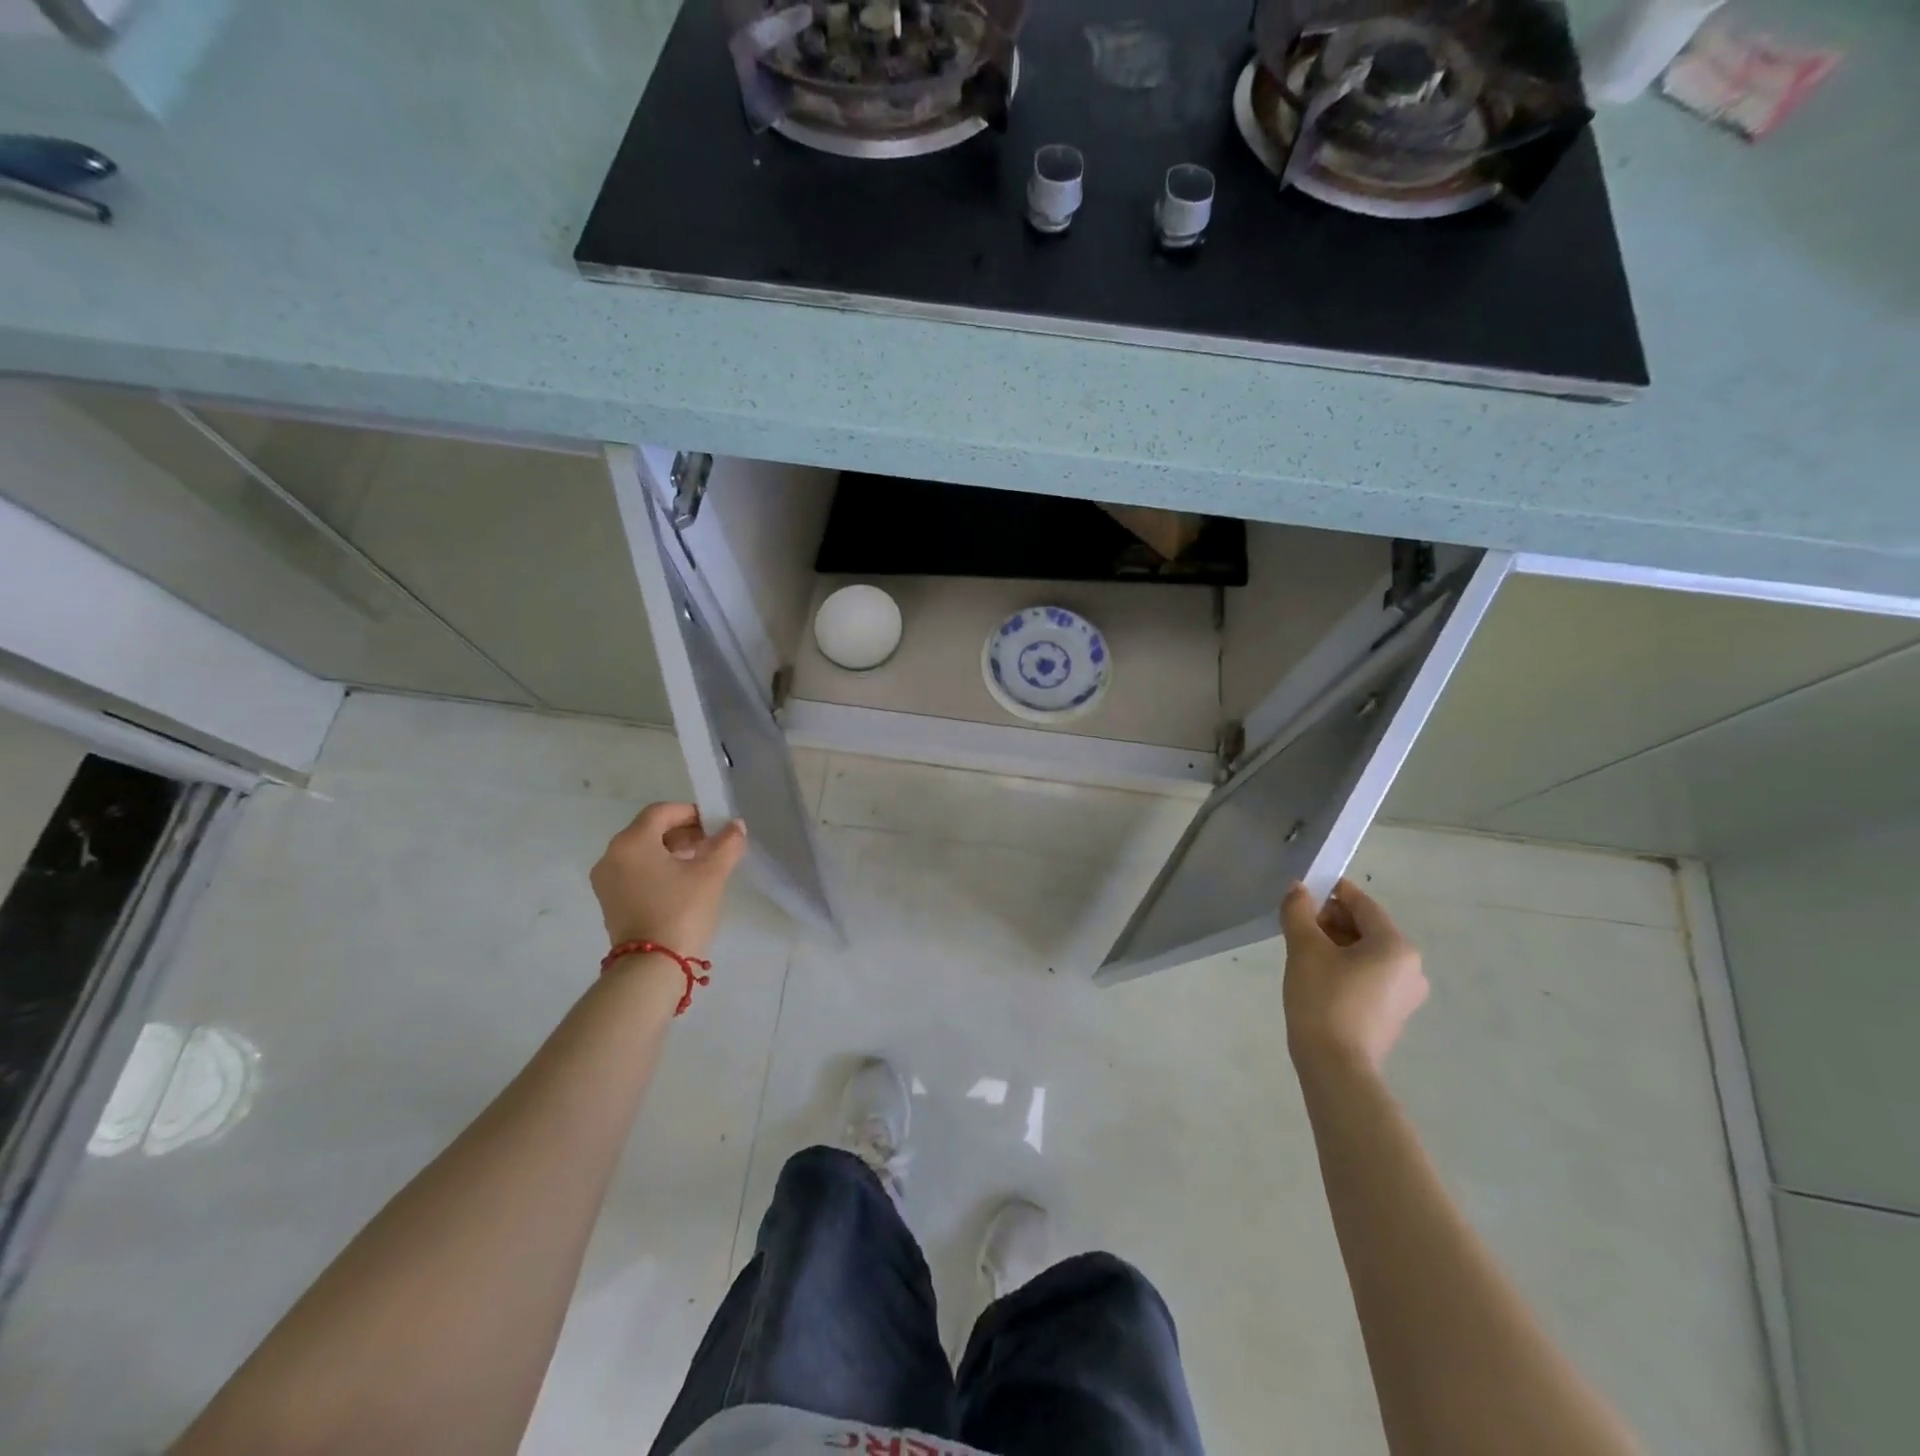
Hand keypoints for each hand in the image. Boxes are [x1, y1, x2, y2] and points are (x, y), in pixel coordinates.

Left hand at [590, 803, 747, 960]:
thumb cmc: (681, 911)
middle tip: (712, 844)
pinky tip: (683, 882)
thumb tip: (736, 826)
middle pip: (650, 830)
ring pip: (643, 852)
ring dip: (672, 851)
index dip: (692, 813)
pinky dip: (658, 868)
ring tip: (702, 863)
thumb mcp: (711, 874)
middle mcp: (611, 856)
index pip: (662, 812)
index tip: (716, 826)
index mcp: (631, 842)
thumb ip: (727, 844)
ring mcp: (606, 881)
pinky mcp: (610, 901)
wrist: (651, 967)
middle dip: (684, 832)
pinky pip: (635, 871)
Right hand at [1281, 877, 1426, 1073]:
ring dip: (1336, 945)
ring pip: (1367, 953)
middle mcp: (1411, 967)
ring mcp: (1405, 994)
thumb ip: (1299, 911)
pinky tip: (1319, 977)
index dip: (1332, 892)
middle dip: (1331, 921)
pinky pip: (1369, 976)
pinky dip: (1346, 968)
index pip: (1362, 904)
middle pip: (1367, 928)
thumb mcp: (1304, 948)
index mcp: (1396, 946)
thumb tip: (1298, 889)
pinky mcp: (1393, 1014)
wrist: (1336, 1066)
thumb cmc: (1323, 999)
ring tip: (1303, 952)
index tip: (1302, 893)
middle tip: (1297, 926)